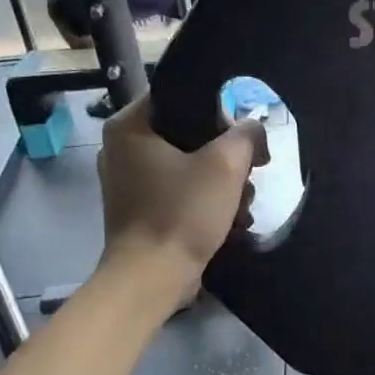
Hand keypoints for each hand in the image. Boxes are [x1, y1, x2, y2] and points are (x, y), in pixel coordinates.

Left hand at [96, 95, 267, 280]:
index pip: (182, 96)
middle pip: (191, 133)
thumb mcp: (226, 165)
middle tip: (249, 176)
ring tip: (242, 207)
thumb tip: (252, 129)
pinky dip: (207, 201)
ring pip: (191, 164)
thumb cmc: (183, 213)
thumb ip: (247, 134)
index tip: (244, 140)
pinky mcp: (142, 208)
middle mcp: (122, 147)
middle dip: (227, 157)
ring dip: (224, 183)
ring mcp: (130, 180)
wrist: (152, 278)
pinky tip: (230, 220)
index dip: (220, 113)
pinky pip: (182, 189)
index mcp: (130, 126)